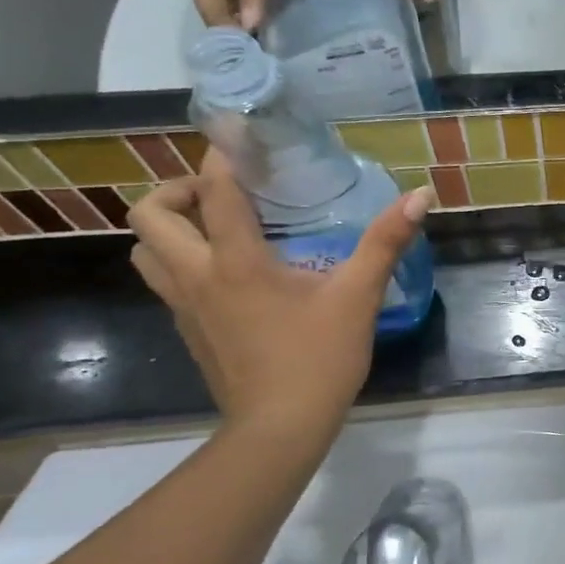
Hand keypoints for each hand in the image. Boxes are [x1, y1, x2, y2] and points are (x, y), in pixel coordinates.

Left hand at [128, 151, 433, 446]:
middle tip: (220, 193)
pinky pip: (164, 281)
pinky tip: (226, 273)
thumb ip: (386, 242)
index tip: (237, 135)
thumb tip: (420, 196)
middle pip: (148, 216)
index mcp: (235, 262)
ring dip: (168, 228)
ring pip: (144, 252)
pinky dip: (180, 261)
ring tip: (212, 227)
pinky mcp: (189, 331)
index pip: (213, 192)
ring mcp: (184, 308)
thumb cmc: (318, 358)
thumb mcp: (358, 296)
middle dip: (176, 191)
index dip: (221, 156)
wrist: (280, 428)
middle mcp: (197, 277)